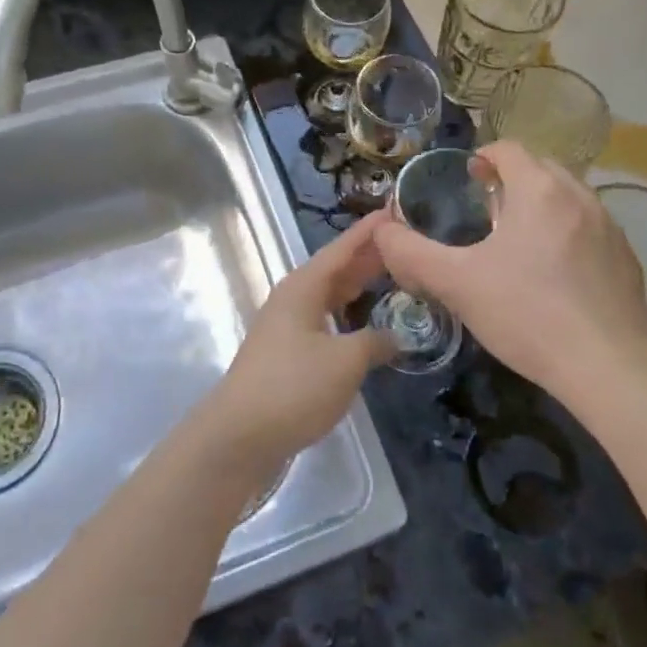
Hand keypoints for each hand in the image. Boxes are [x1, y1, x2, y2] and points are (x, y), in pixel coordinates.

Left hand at [200, 212, 394, 478]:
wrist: (239, 435)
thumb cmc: (293, 387)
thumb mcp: (345, 362)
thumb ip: (376, 342)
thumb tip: (396, 336)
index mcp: (304, 287)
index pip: (343, 248)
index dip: (370, 231)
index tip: (396, 210)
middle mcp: (293, 298)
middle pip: (336, 269)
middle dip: (369, 257)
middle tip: (407, 246)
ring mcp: (287, 325)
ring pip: (330, 295)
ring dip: (359, 287)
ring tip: (394, 279)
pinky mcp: (286, 352)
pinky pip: (324, 319)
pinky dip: (348, 315)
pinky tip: (366, 325)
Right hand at [374, 142, 646, 404]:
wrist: (609, 370)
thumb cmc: (527, 315)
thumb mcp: (457, 284)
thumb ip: (411, 253)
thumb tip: (380, 231)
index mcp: (539, 190)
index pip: (509, 149)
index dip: (483, 157)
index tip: (467, 179)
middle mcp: (580, 196)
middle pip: (541, 168)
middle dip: (512, 180)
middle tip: (487, 212)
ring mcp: (610, 227)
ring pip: (569, 197)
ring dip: (542, 206)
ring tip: (519, 243)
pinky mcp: (628, 259)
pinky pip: (591, 228)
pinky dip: (569, 233)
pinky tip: (555, 275)